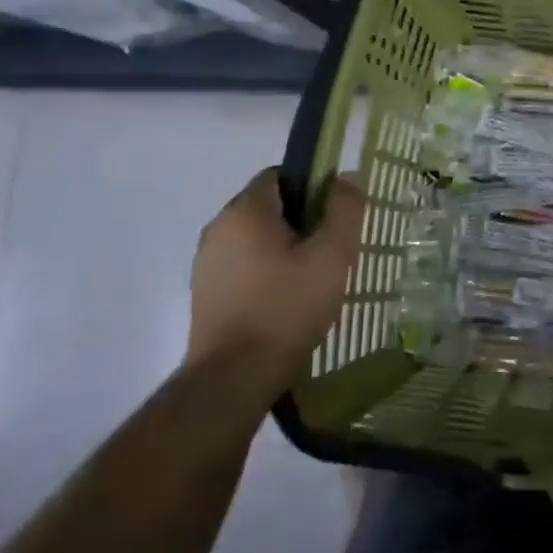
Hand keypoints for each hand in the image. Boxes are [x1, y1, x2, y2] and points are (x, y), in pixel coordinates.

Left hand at [185, 168, 365, 392]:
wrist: (234, 378)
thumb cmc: (287, 308)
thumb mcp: (332, 256)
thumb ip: (344, 210)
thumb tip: (347, 177)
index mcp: (245, 211)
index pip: (279, 174)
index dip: (312, 186)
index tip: (334, 215)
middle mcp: (218, 228)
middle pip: (267, 206)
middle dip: (301, 220)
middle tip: (330, 248)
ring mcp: (206, 263)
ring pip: (254, 238)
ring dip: (283, 248)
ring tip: (312, 278)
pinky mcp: (205, 293)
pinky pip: (242, 265)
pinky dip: (265, 271)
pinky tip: (286, 300)